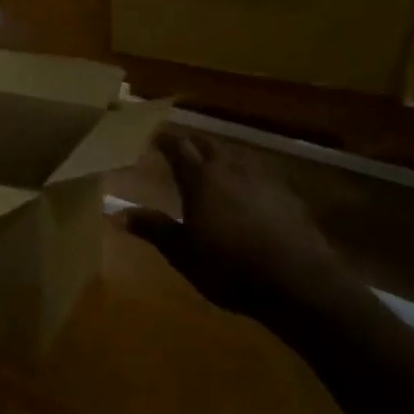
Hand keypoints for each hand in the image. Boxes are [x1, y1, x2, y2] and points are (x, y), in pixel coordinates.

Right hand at [125, 131, 346, 324]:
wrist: (297, 278)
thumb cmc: (229, 266)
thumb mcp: (183, 252)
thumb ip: (153, 228)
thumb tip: (116, 213)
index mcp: (200, 178)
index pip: (177, 147)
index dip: (164, 139)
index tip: (152, 136)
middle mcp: (230, 167)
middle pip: (207, 144)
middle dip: (192, 143)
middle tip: (179, 148)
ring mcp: (262, 177)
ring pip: (235, 155)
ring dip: (219, 156)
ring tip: (212, 165)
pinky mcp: (286, 192)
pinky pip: (258, 172)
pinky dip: (245, 174)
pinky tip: (247, 189)